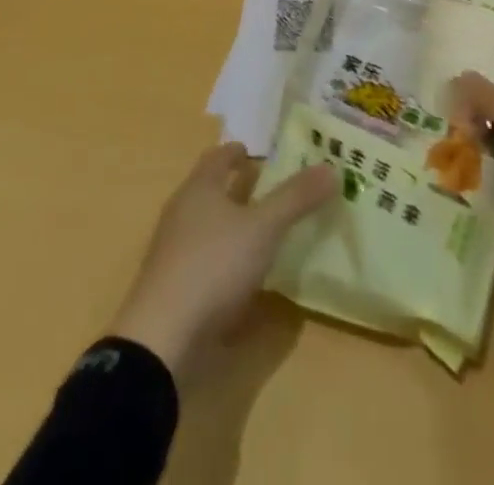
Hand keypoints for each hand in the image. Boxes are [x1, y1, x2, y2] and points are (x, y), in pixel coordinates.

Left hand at [109, 143, 335, 373]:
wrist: (161, 340)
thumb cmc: (213, 266)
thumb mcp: (264, 228)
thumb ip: (296, 198)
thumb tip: (332, 168)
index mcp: (199, 188)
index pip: (218, 157)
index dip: (238, 152)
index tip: (258, 153)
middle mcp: (182, 213)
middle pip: (212, 191)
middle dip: (238, 188)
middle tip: (272, 189)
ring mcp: (174, 253)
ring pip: (208, 227)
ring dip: (233, 226)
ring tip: (265, 231)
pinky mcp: (173, 289)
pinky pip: (205, 263)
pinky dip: (226, 262)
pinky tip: (247, 277)